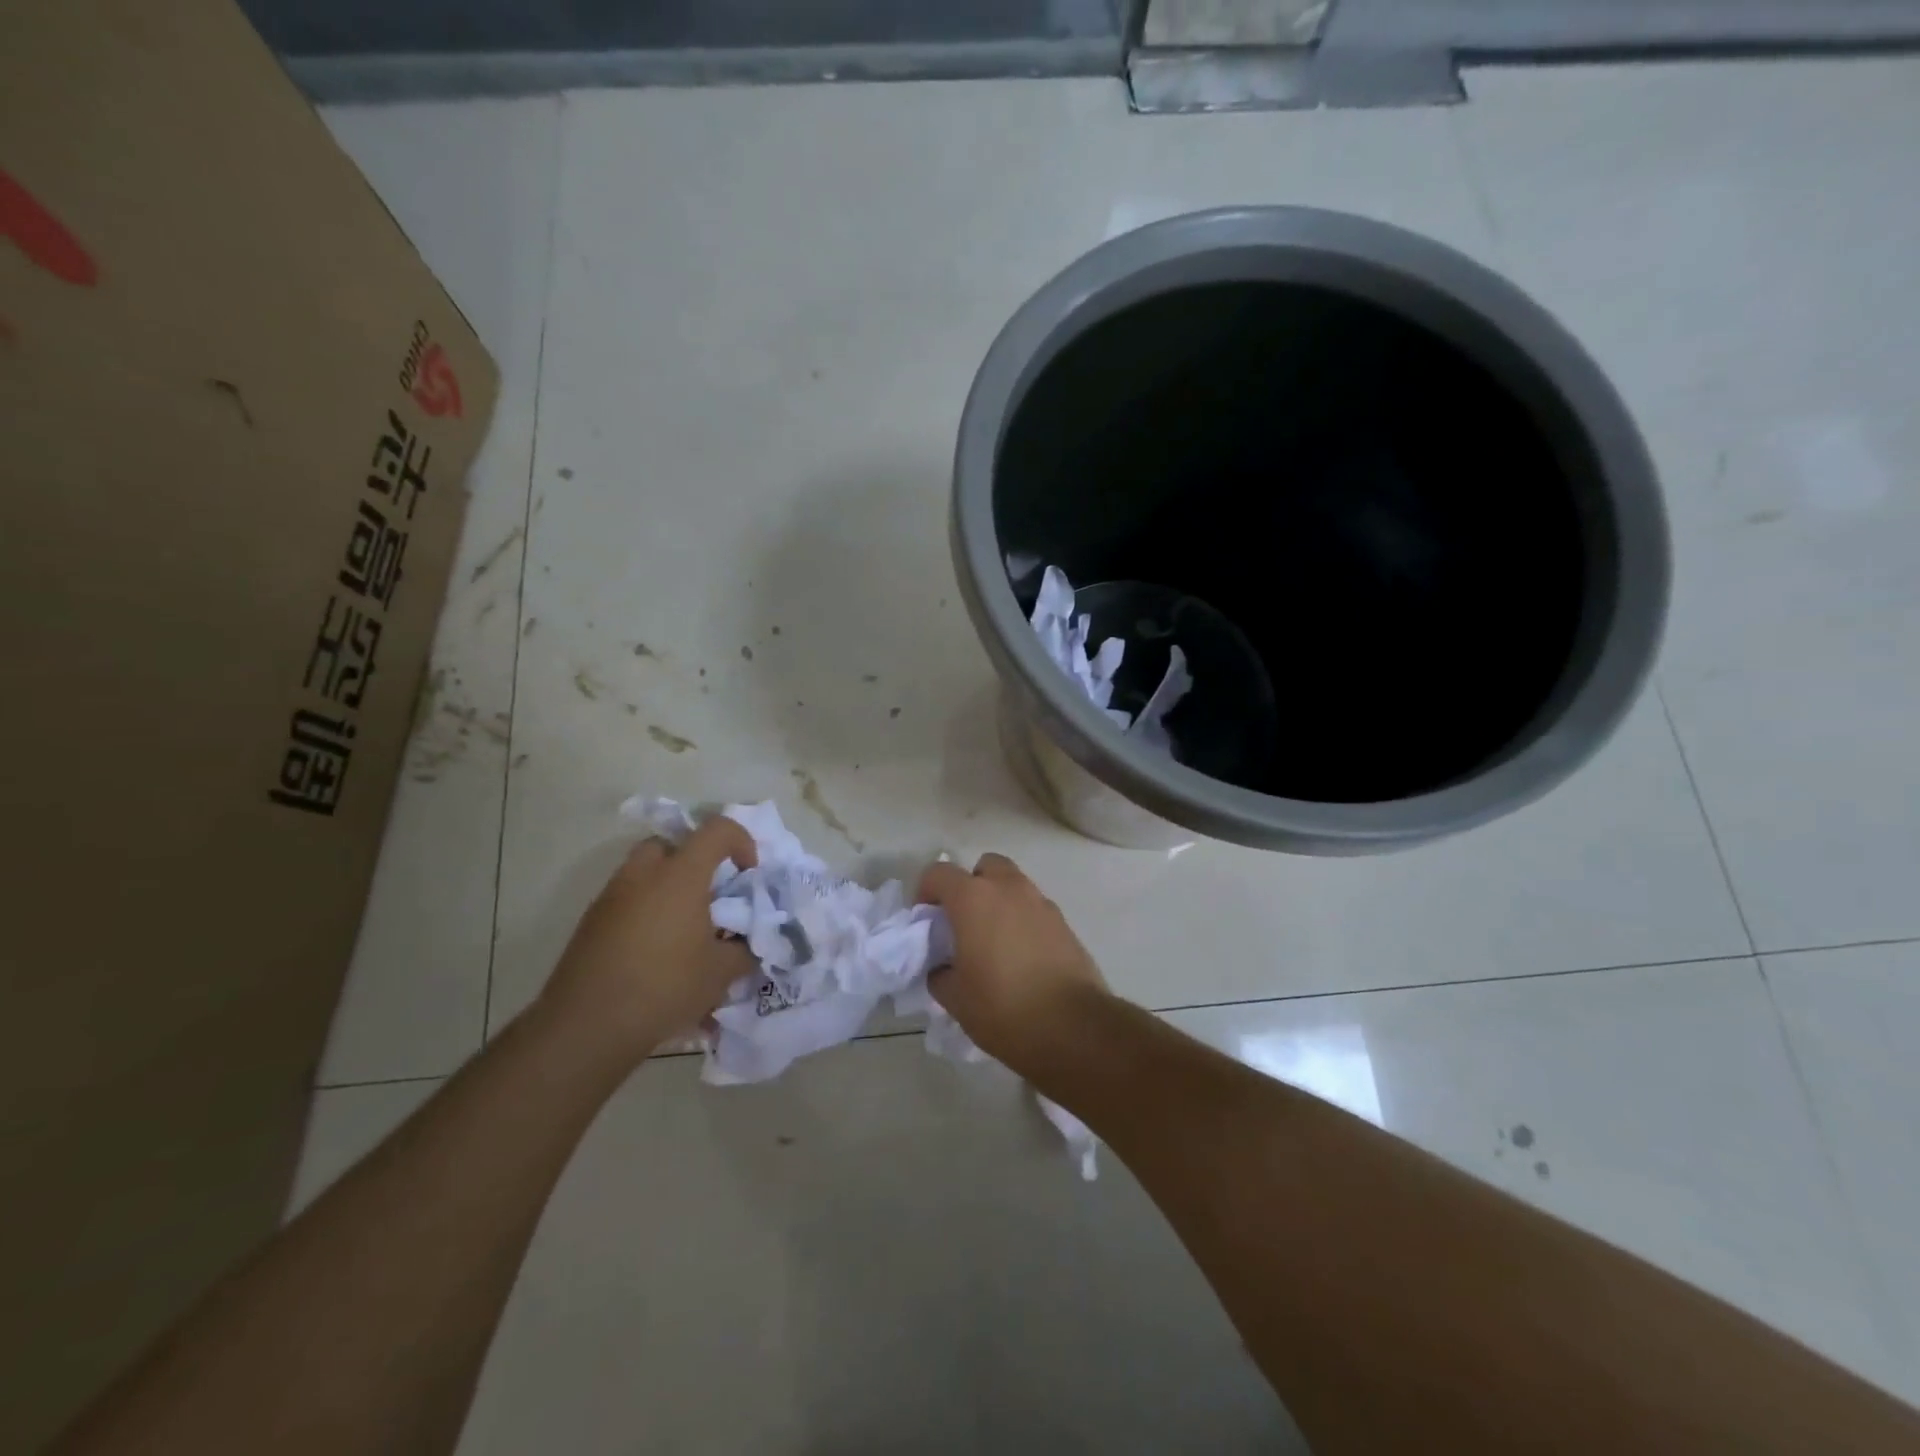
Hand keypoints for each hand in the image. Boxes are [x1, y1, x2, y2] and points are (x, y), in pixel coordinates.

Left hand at [540, 817, 759, 1065]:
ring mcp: (611, 897)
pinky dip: (645, 910)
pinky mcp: (591, 922)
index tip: (748, 873)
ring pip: (645, 871)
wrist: (586, 1026)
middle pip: (671, 844)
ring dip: (667, 887)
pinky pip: (627, 900)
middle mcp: (643, 874)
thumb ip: (744, 949)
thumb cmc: (664, 988)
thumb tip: (746, 943)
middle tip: (709, 896)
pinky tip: (655, 952)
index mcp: (680, 875)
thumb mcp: (721, 973)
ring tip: (683, 929)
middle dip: (694, 860)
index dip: (741, 841)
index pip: (717, 830)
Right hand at [917, 852, 1108, 1069]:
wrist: (1074, 1028)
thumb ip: (940, 974)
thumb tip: (944, 968)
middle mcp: (1009, 889)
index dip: (925, 893)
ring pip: (1013, 885)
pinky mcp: (1064, 923)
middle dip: (970, 886)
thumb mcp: (955, 999)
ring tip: (993, 943)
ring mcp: (1041, 903)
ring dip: (999, 902)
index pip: (938, 873)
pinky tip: (1021, 957)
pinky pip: (1034, 909)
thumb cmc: (1004, 1008)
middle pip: (984, 866)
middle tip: (963, 922)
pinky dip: (1022, 921)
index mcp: (973, 899)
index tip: (926, 922)